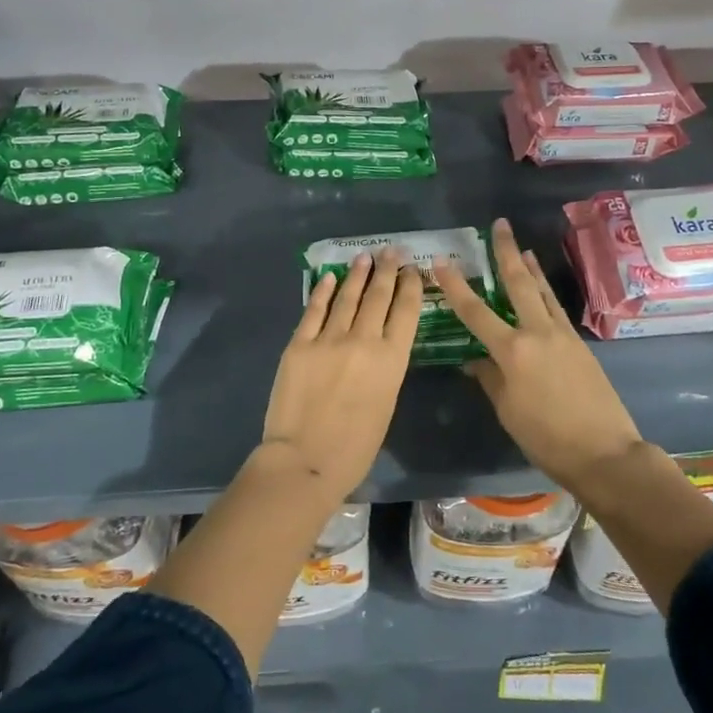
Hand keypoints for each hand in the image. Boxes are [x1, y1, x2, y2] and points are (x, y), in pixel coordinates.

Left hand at [261, 249, 422, 494]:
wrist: (305, 460)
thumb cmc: (355, 447)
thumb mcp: (386, 404)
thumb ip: (385, 369)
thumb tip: (380, 346)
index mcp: (392, 360)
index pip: (406, 311)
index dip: (411, 286)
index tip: (412, 270)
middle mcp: (364, 341)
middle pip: (378, 296)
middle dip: (386, 271)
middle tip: (390, 251)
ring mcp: (329, 339)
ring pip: (347, 297)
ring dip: (357, 275)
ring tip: (364, 258)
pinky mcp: (300, 344)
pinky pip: (314, 310)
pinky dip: (323, 291)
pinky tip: (329, 277)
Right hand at [434, 218, 643, 492]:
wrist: (605, 452)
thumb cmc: (546, 438)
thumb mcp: (508, 411)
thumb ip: (490, 379)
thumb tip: (476, 361)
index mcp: (512, 351)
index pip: (475, 311)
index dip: (456, 285)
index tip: (441, 261)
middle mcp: (538, 333)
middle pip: (518, 283)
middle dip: (506, 252)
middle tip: (499, 225)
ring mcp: (563, 335)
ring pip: (542, 292)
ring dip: (530, 268)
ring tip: (522, 248)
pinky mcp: (580, 345)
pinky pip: (557, 309)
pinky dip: (546, 292)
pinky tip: (542, 290)